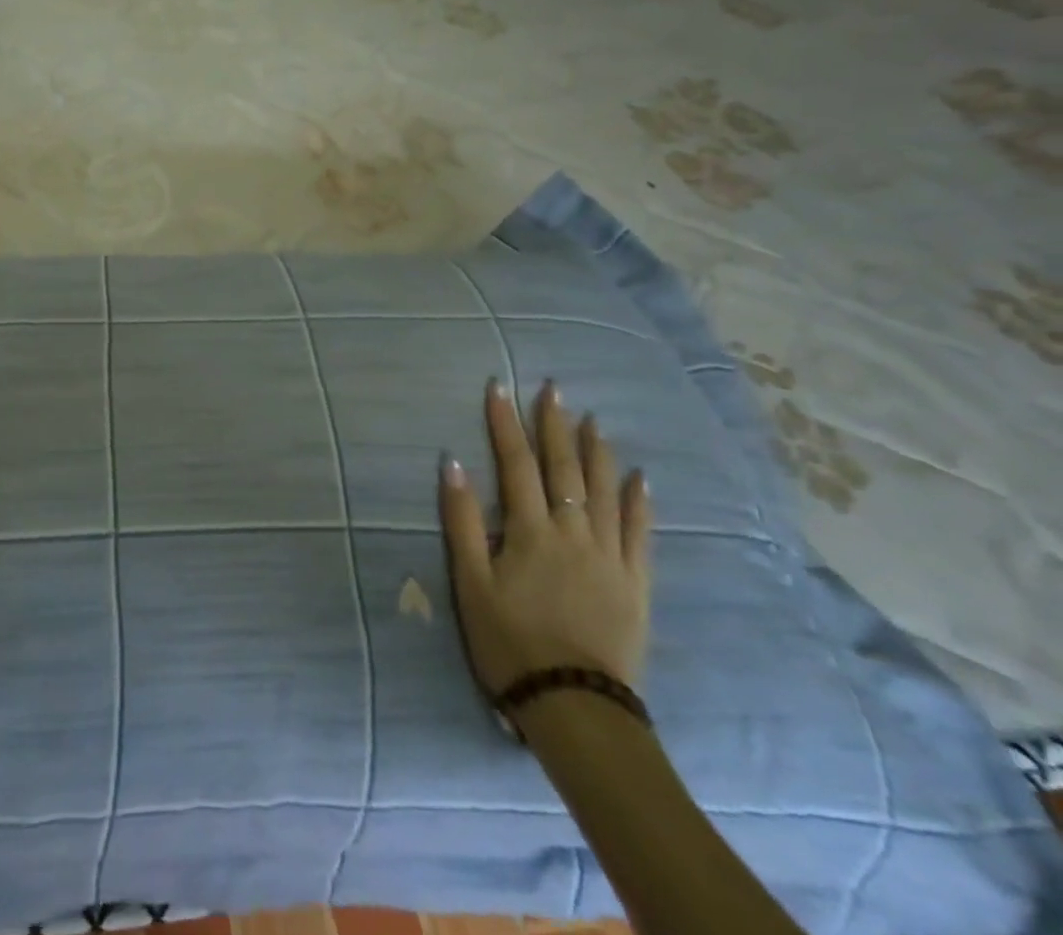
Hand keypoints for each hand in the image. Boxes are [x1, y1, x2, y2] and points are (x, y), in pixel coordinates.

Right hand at [439, 380, 651, 692]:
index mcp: (530, 531)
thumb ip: (462, 521)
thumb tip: (453, 463)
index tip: (499, 387)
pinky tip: (638, 477)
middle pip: (563, 469)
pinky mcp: (635, 583)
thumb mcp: (470, 582)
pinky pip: (639, 532)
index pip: (516, 464)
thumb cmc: (509, 640)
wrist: (575, 705)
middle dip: (554, 425)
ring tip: (591, 419)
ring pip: (603, 491)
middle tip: (552, 388)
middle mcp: (573, 533)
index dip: (505, 423)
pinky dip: (638, 501)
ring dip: (595, 451)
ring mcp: (610, 556)